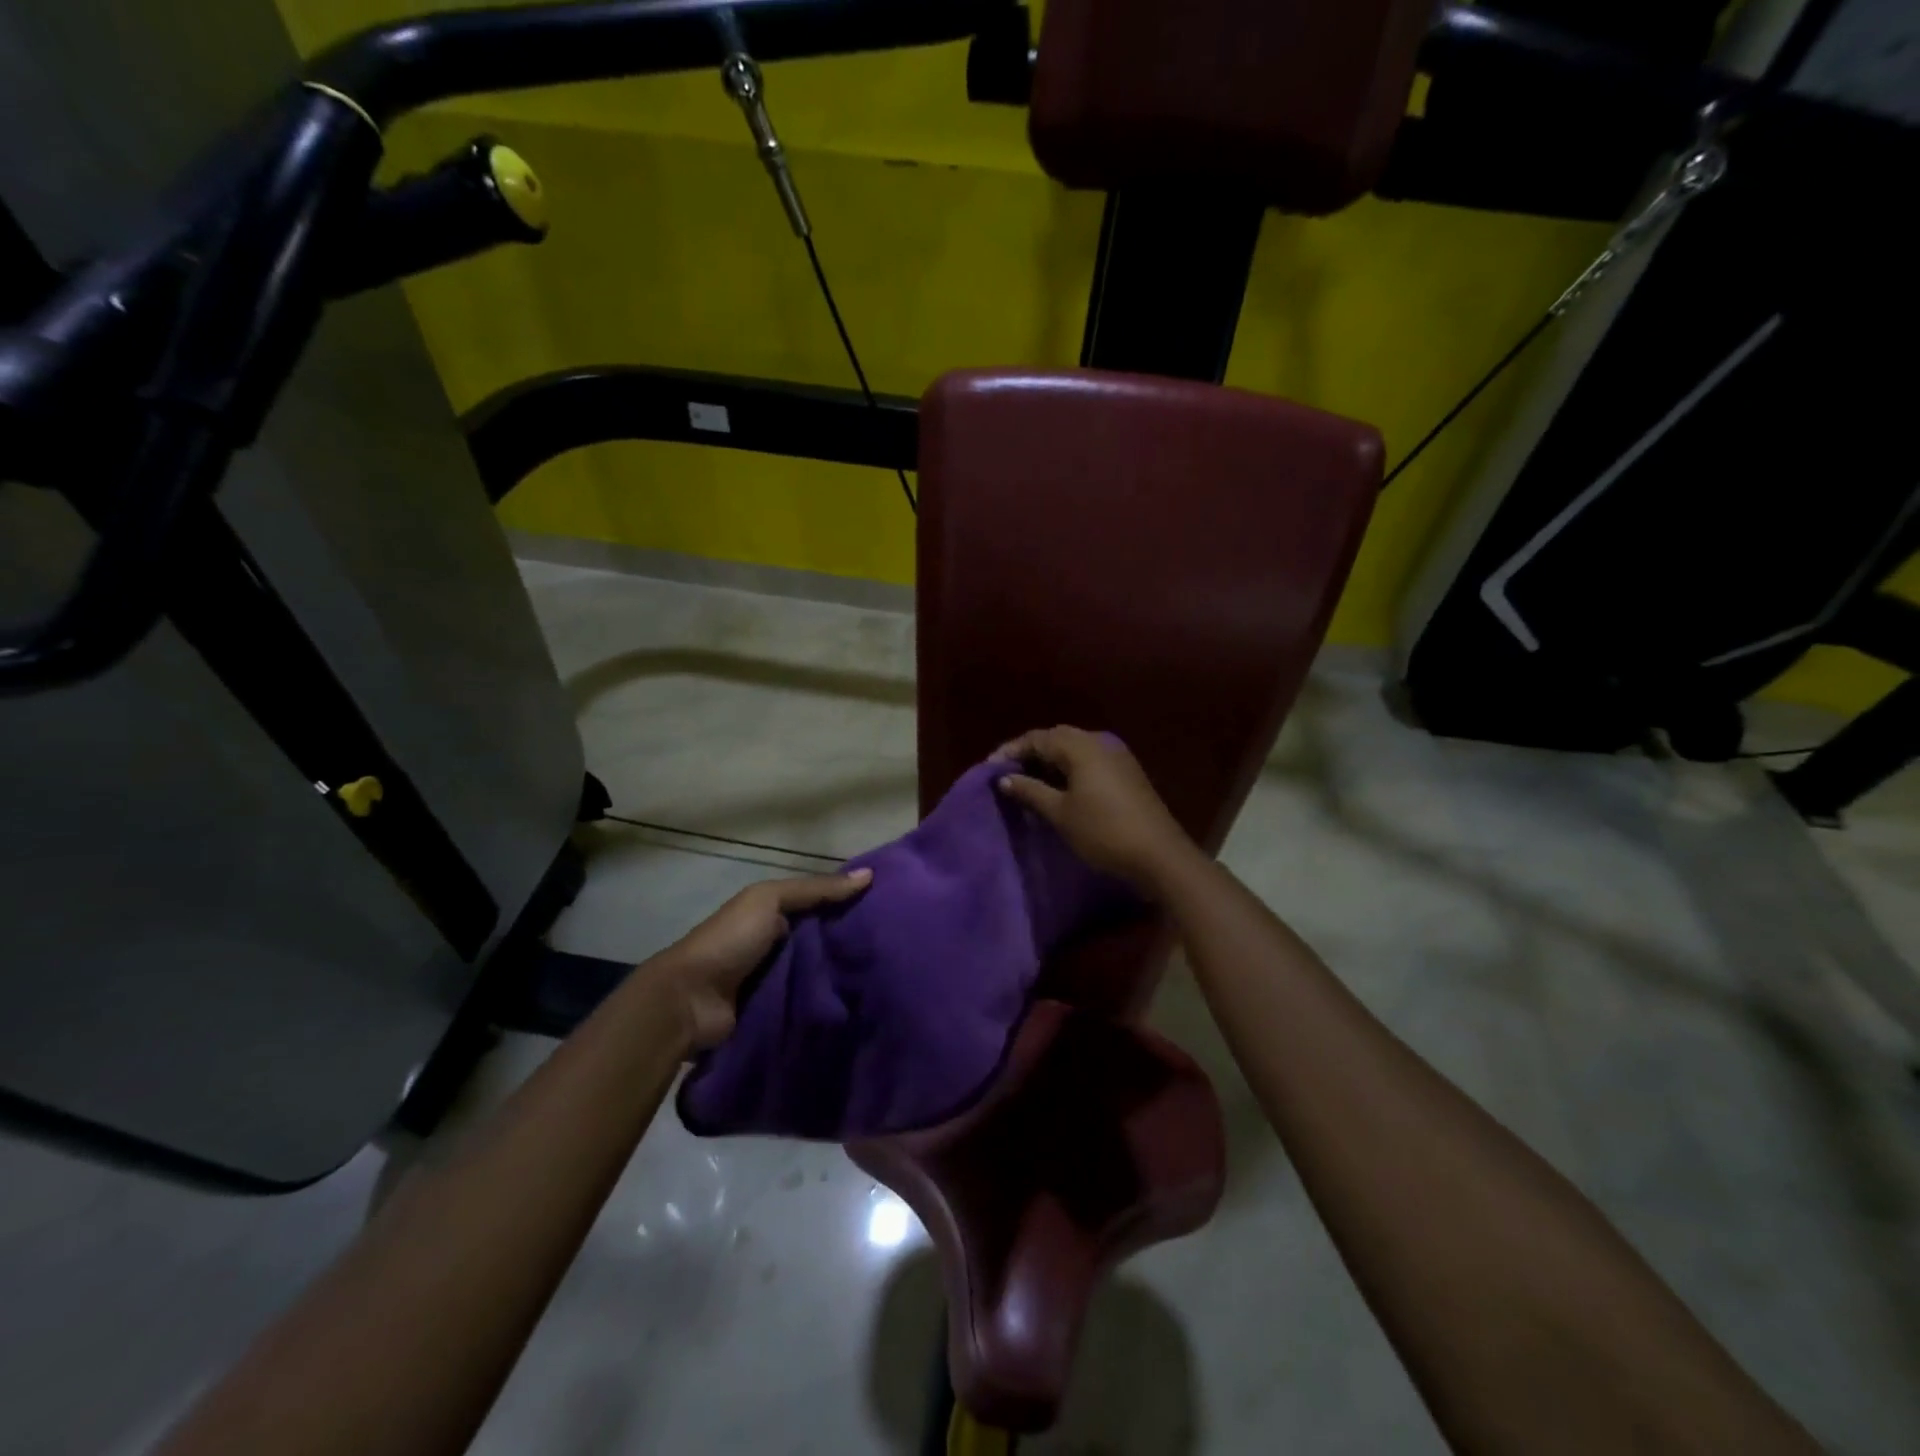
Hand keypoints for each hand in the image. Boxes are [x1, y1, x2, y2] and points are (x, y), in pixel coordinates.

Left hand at [658, 869, 871, 1048]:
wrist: (689, 1001)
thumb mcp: (769, 900)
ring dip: (842, 978)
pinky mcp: (777, 1015)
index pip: (820, 906)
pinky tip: (862, 1005)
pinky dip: (828, 1005)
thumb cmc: (729, 940)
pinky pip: (809, 1005)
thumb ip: (816, 889)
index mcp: (773, 915)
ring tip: (888, 979)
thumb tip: (870, 875)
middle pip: (822, 942)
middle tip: (895, 948)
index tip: (889, 909)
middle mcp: (777, 946)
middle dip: (851, 945)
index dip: (849, 905)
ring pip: (819, 975)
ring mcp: (777, 982)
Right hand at [993, 726, 1195, 895]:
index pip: (1037, 738)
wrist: (1158, 854)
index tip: (990, 769)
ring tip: (1029, 781)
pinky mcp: (1127, 772)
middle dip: (1030, 752)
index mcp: (1081, 746)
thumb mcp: (1060, 813)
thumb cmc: (1103, 831)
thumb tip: (1004, 779)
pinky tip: (1059, 787)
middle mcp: (1100, 742)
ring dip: (1050, 761)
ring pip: (1075, 748)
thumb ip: (1030, 791)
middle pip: (1057, 738)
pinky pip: (1090, 759)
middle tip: (1008, 773)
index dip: (1011, 751)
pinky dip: (1069, 768)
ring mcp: (1117, 755)